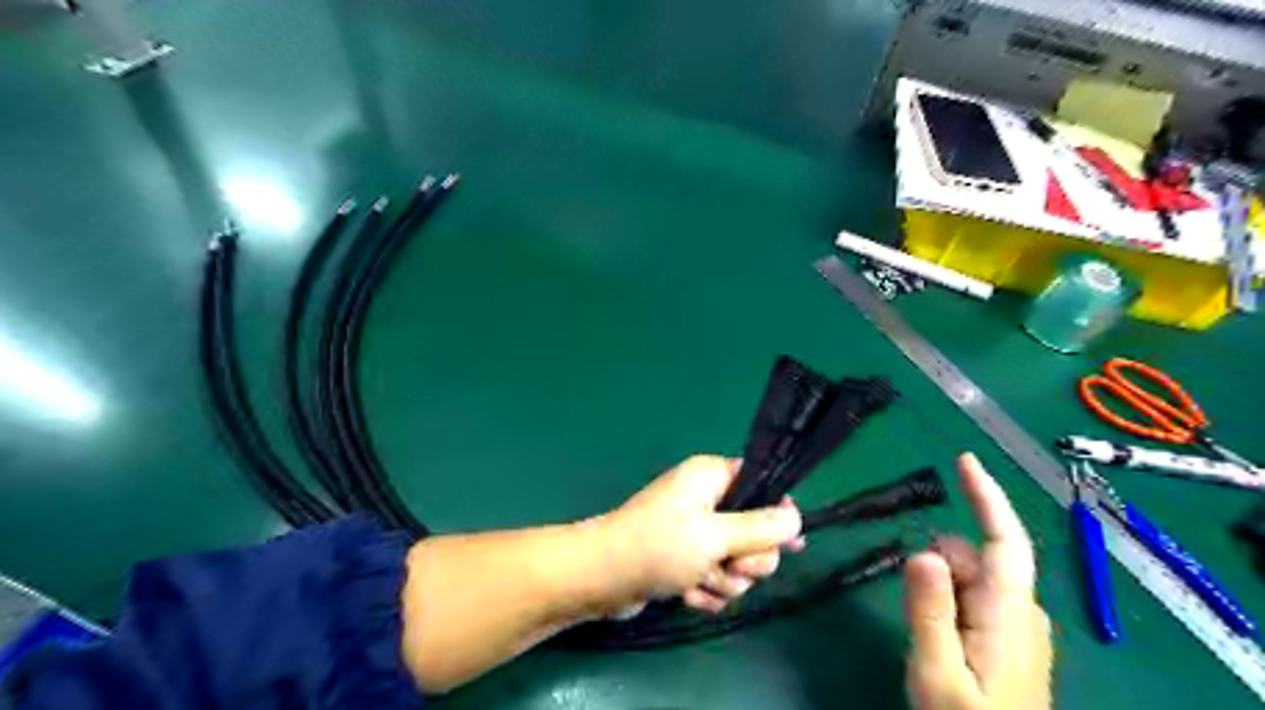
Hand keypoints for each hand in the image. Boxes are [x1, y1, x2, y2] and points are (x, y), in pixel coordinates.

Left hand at [596, 454, 797, 615]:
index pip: (761, 484)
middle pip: (754, 530)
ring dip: (725, 580)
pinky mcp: (684, 560)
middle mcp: (705, 499)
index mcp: (711, 477)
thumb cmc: (659, 547)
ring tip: (700, 583)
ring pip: (736, 560)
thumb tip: (797, 517)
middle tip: (730, 568)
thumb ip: (761, 528)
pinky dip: (706, 590)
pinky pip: (714, 576)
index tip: (786, 543)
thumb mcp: (716, 536)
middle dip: (747, 559)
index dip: (776, 514)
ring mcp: (694, 532)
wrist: (602, 579)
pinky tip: (688, 596)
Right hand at [904, 454, 1053, 709]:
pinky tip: (938, 636)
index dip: (987, 496)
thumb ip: (929, 610)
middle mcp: (1022, 612)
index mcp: (1009, 614)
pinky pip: (974, 599)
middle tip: (913, 605)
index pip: (1006, 540)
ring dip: (942, 587)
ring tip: (926, 632)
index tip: (964, 461)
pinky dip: (949, 601)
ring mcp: (1018, 627)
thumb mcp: (936, 672)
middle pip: (977, 558)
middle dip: (940, 562)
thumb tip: (922, 551)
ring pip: (972, 578)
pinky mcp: (1008, 639)